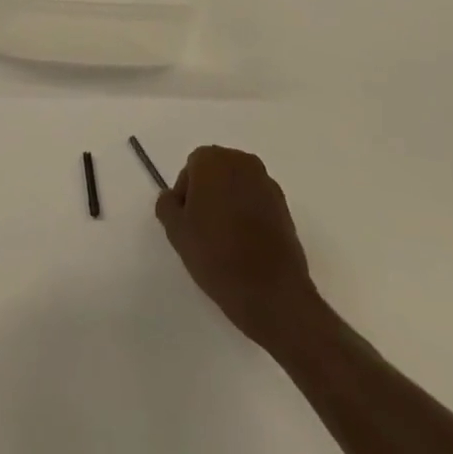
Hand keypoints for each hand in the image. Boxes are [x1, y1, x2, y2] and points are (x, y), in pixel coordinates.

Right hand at [156, 145, 319, 353]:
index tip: (186, 222)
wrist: (271, 292)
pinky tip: (245, 245)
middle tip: (201, 229)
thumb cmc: (216, 254)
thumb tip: (173, 197)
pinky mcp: (285, 207)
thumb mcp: (176, 231)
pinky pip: (257, 202)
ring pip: (237, 187)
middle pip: (216, 172)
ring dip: (228, 204)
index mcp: (213, 161)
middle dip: (207, 194)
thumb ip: (167, 205)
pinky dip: (248, 215)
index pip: (191, 168)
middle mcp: (242, 162)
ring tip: (224, 240)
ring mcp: (268, 184)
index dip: (185, 194)